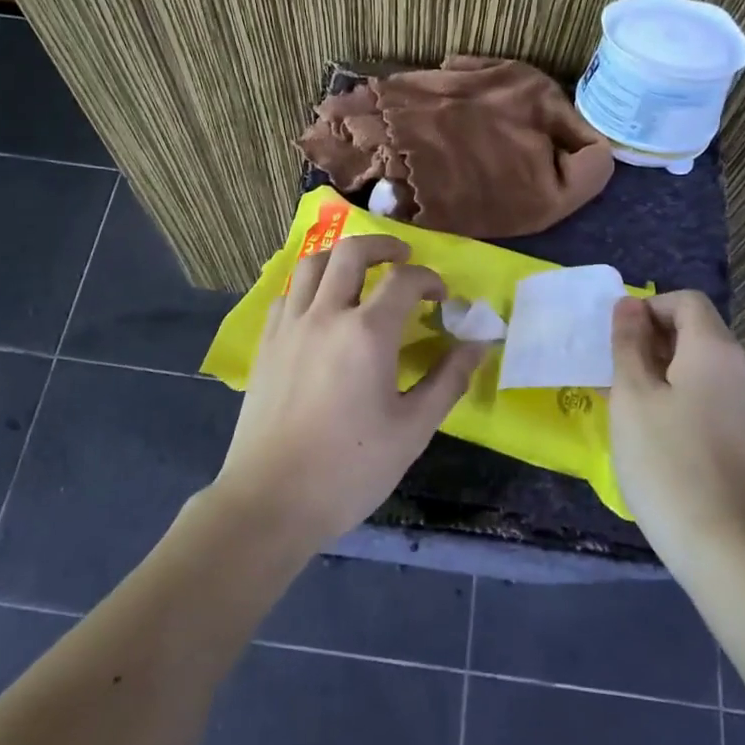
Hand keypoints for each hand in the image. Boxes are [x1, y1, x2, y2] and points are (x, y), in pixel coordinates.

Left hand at [215, 234, 487, 551]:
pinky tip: (321, 307)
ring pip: (312, 264)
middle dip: (383, 245)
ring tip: (360, 271)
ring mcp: (289, 327)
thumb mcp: (412, 429)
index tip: (442, 297)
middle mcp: (325, 315)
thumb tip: (479, 344)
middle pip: (351, 252)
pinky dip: (310, 285)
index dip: (429, 279)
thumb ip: (448, 380)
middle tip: (402, 256)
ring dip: (341, 257)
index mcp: (366, 333)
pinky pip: (288, 294)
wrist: (271, 500)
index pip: (403, 280)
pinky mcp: (266, 344)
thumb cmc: (350, 469)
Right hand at [609, 290, 744, 561]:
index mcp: (715, 349)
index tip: (616, 339)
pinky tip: (651, 429)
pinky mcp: (744, 435)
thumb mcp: (632, 395)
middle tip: (613, 371)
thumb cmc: (666, 460)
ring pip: (699, 365)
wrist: (725, 546)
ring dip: (660, 369)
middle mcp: (739, 369)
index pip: (685, 301)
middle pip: (695, 330)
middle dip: (650, 339)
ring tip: (625, 401)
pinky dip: (677, 394)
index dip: (648, 308)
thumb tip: (628, 304)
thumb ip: (628, 344)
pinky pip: (707, 394)